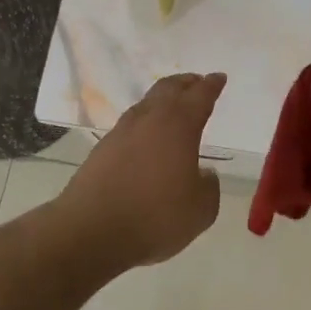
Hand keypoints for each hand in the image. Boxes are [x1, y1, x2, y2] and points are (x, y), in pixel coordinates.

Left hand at [55, 72, 226, 266]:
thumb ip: (209, 187)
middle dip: (185, 83)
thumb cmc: (155, 217)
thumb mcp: (200, 210)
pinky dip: (144, 123)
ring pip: (146, 104)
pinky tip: (146, 138)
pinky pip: (129, 125)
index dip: (212, 85)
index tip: (219, 78)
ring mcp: (121, 132)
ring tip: (171, 107)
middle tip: (196, 82)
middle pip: (169, 89)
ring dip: (162, 100)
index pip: (200, 96)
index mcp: (179, 126)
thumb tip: (203, 174)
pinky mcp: (102, 149)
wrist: (91, 231)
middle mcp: (149, 120)